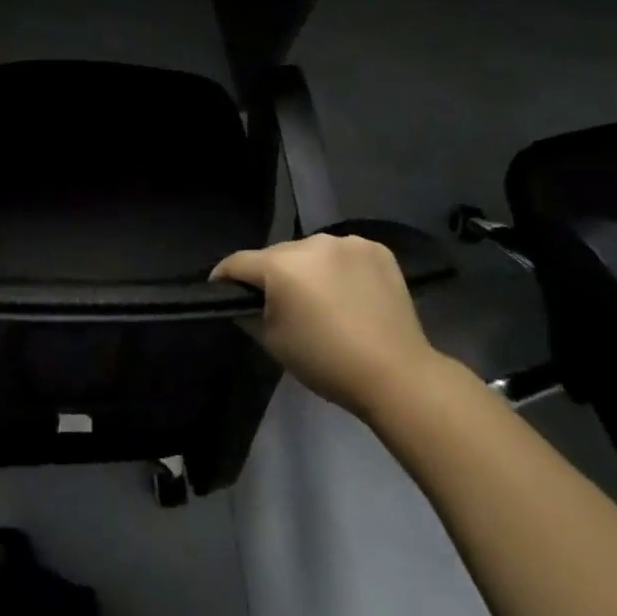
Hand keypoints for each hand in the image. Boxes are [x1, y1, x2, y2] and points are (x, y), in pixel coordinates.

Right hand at [212, 233, 435, 416]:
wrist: (396, 374)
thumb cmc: (325, 361)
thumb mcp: (273, 342)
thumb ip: (248, 313)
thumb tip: (242, 301)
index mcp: (281, 264)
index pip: (238, 262)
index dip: (224, 276)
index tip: (220, 290)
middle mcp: (312, 241)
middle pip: (277, 254)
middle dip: (272, 274)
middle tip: (279, 304)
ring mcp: (348, 242)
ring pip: (312, 252)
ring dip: (307, 269)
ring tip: (319, 298)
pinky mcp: (378, 249)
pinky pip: (344, 254)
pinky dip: (339, 268)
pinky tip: (350, 293)